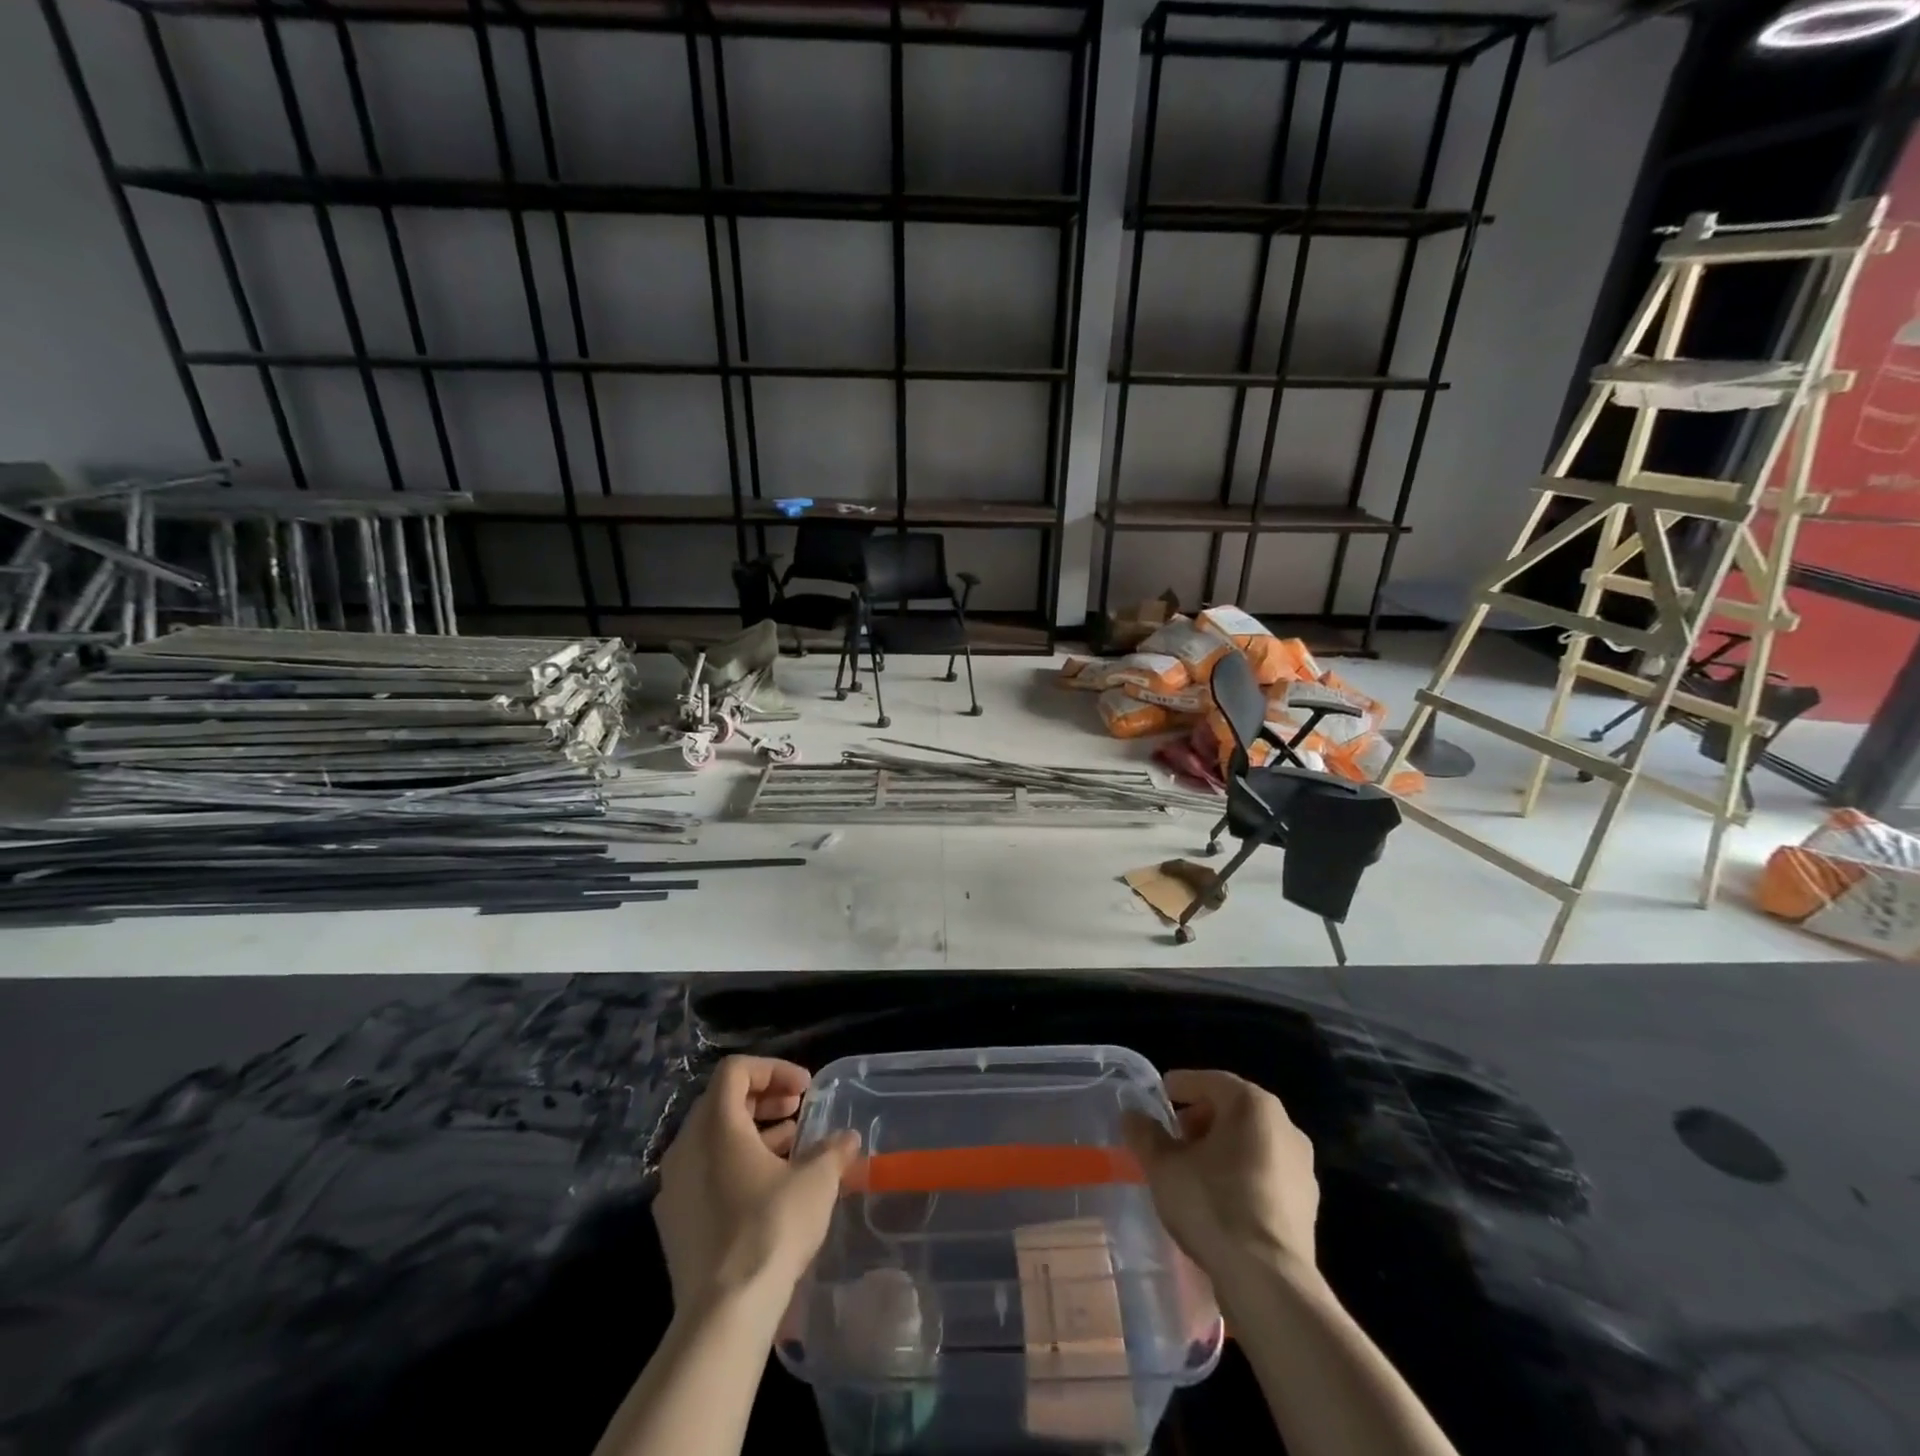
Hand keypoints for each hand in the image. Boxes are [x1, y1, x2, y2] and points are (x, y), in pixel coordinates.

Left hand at [654, 1056, 860, 1313]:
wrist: (723, 1315)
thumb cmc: (771, 1228)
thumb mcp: (816, 1181)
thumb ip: (832, 1150)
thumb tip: (847, 1139)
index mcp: (715, 1124)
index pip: (736, 1070)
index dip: (774, 1069)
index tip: (805, 1090)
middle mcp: (685, 1147)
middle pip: (722, 1101)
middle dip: (764, 1100)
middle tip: (798, 1111)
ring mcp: (673, 1187)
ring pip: (712, 1140)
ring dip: (752, 1133)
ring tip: (790, 1149)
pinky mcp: (673, 1223)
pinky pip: (703, 1174)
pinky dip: (734, 1166)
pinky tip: (766, 1190)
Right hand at [1122, 1069, 1319, 1285]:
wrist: (1269, 1283)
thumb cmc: (1213, 1206)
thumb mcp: (1164, 1166)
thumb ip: (1145, 1134)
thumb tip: (1133, 1115)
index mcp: (1253, 1105)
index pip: (1209, 1080)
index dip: (1180, 1086)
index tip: (1157, 1097)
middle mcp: (1285, 1126)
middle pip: (1233, 1110)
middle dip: (1200, 1119)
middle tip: (1172, 1137)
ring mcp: (1302, 1168)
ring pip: (1251, 1143)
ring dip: (1220, 1149)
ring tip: (1191, 1171)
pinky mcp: (1307, 1206)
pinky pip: (1265, 1175)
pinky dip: (1240, 1176)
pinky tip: (1218, 1201)